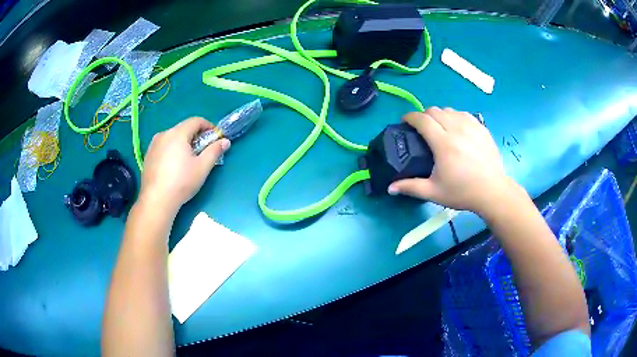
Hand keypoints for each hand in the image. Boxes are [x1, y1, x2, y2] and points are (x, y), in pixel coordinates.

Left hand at [138, 117, 230, 213]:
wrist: (156, 200)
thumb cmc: (182, 182)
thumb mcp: (202, 167)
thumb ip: (214, 151)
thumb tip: (225, 141)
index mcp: (177, 133)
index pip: (196, 121)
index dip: (208, 126)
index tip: (215, 138)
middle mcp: (163, 134)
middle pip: (183, 128)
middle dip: (195, 136)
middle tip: (203, 152)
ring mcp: (153, 145)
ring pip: (172, 138)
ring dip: (183, 143)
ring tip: (187, 160)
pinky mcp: (147, 155)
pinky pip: (163, 147)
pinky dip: (171, 151)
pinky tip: (173, 167)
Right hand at [388, 107, 516, 215]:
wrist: (492, 191)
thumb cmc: (462, 192)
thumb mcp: (434, 192)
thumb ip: (411, 187)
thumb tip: (390, 188)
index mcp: (443, 143)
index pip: (422, 119)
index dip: (410, 117)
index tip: (405, 122)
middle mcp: (456, 129)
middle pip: (435, 110)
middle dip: (424, 115)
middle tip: (422, 128)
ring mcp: (471, 126)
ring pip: (449, 110)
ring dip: (440, 115)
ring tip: (440, 128)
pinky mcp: (481, 128)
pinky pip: (464, 114)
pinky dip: (455, 117)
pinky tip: (456, 128)